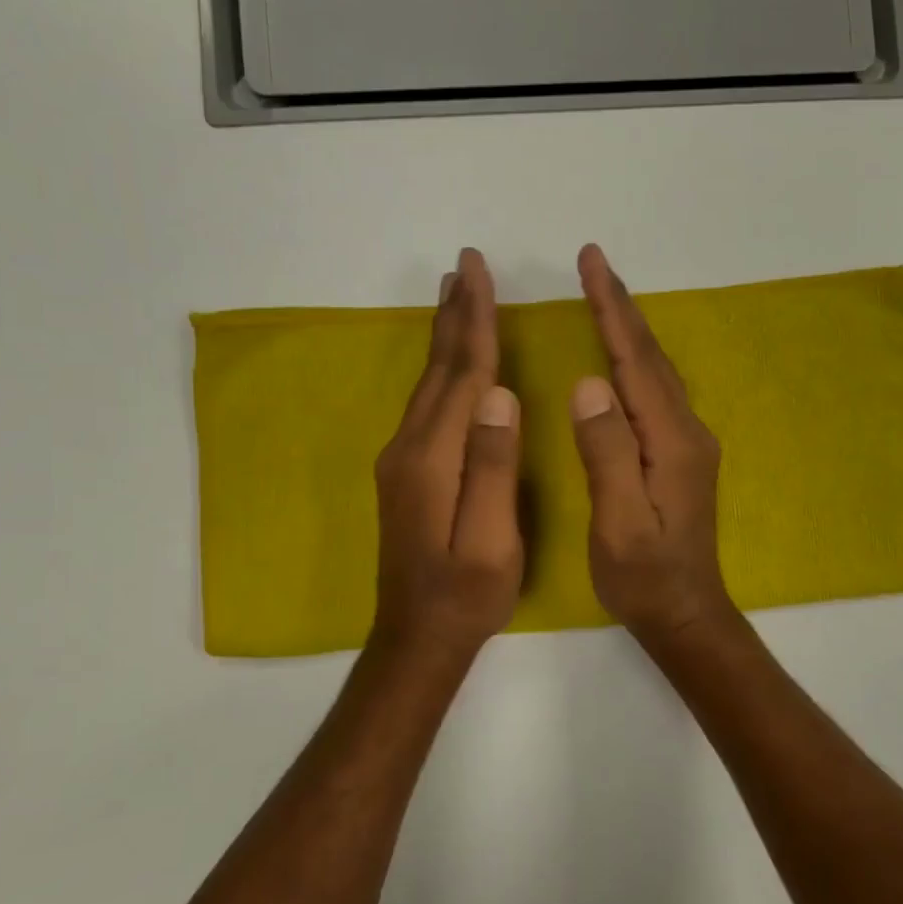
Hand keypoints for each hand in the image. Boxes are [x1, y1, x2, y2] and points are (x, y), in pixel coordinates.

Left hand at [371, 249, 522, 661]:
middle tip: (465, 266)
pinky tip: (447, 363)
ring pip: (428, 383)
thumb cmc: (466, 594)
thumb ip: (494, 467)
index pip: (463, 375)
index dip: (475, 322)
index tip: (480, 272)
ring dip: (443, 336)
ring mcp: (402, 460)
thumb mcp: (491, 540)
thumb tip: (500, 395)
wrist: (416, 637)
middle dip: (455, 314)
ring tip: (455, 296)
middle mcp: (409, 448)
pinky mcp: (405, 473)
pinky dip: (439, 369)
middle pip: (438, 368)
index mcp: (435, 458)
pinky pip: (426, 403)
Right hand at [571, 244, 734, 645]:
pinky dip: (636, 359)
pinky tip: (623, 356)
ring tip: (605, 295)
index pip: (635, 361)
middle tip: (594, 261)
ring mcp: (687, 443)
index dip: (612, 310)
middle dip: (620, 306)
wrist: (686, 613)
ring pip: (656, 371)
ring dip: (631, 328)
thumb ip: (607, 452)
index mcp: (670, 441)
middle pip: (650, 356)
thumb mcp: (619, 522)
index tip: (591, 263)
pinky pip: (655, 391)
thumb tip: (589, 384)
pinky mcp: (680, 456)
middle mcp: (686, 431)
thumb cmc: (644, 576)